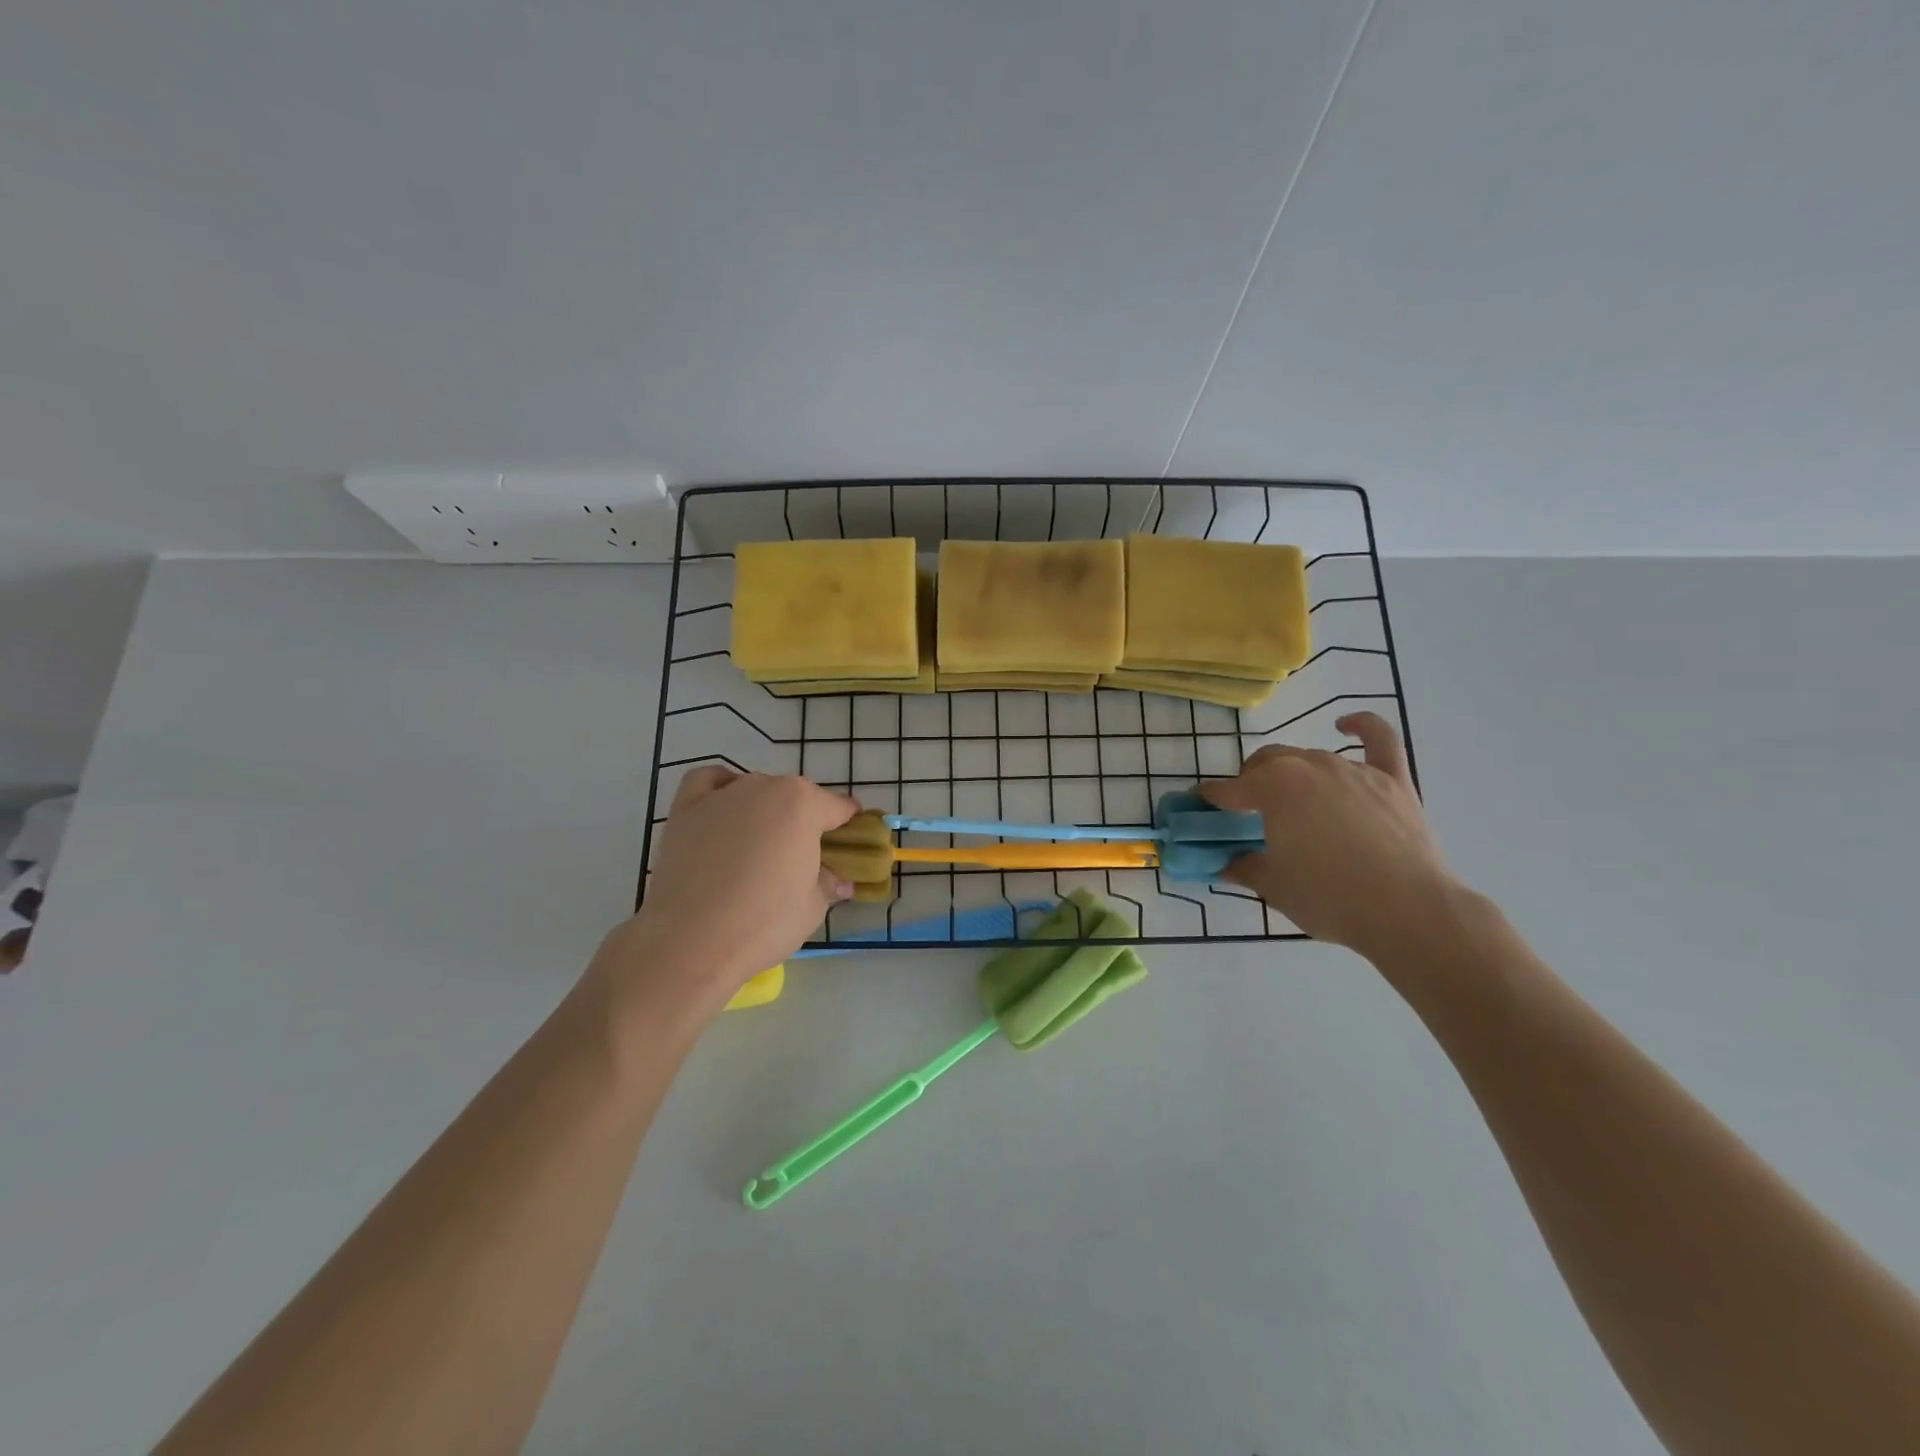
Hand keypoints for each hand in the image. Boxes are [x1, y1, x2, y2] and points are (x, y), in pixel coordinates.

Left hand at [602, 769, 859, 1008]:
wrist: (691, 941)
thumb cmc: (764, 923)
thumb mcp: (813, 908)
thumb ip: (828, 884)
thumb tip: (839, 881)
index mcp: (803, 804)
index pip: (838, 808)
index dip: (848, 826)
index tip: (850, 845)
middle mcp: (764, 787)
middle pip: (796, 797)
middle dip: (805, 820)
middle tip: (803, 858)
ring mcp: (723, 794)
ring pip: (756, 790)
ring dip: (766, 809)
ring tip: (761, 846)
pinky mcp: (686, 809)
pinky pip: (710, 783)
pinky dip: (721, 789)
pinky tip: (724, 811)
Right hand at [1200, 712, 1459, 958]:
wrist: (1408, 912)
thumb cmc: (1329, 898)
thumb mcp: (1273, 887)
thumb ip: (1243, 867)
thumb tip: (1224, 862)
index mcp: (1272, 788)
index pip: (1228, 789)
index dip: (1211, 799)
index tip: (1201, 808)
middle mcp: (1307, 766)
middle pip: (1266, 763)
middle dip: (1250, 781)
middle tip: (1249, 812)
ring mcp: (1352, 769)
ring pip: (1309, 758)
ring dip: (1293, 773)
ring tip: (1293, 802)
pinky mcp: (1391, 779)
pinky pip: (1378, 740)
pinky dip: (1362, 727)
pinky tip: (1347, 725)